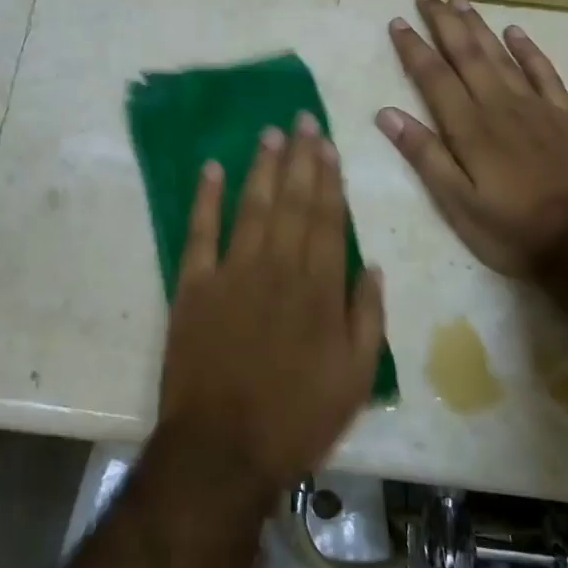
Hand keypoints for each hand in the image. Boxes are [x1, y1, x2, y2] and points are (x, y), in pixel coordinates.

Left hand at [157, 114, 384, 490]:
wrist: (223, 447)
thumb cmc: (297, 417)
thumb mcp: (355, 378)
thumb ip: (367, 318)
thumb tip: (373, 266)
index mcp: (319, 288)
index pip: (328, 218)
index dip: (329, 179)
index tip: (328, 145)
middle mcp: (278, 267)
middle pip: (293, 202)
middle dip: (300, 158)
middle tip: (302, 119)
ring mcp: (232, 272)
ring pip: (252, 206)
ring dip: (262, 168)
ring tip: (270, 134)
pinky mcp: (193, 286)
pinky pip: (200, 232)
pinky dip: (206, 198)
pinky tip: (212, 169)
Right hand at [378, 0, 567, 273]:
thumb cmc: (512, 230)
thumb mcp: (458, 204)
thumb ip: (425, 156)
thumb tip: (387, 114)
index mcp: (470, 129)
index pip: (434, 77)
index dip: (414, 48)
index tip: (398, 21)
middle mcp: (500, 107)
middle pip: (467, 55)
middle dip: (443, 23)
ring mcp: (536, 108)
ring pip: (501, 56)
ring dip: (478, 27)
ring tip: (459, 1)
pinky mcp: (565, 117)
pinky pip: (544, 73)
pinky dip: (528, 50)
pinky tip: (515, 32)